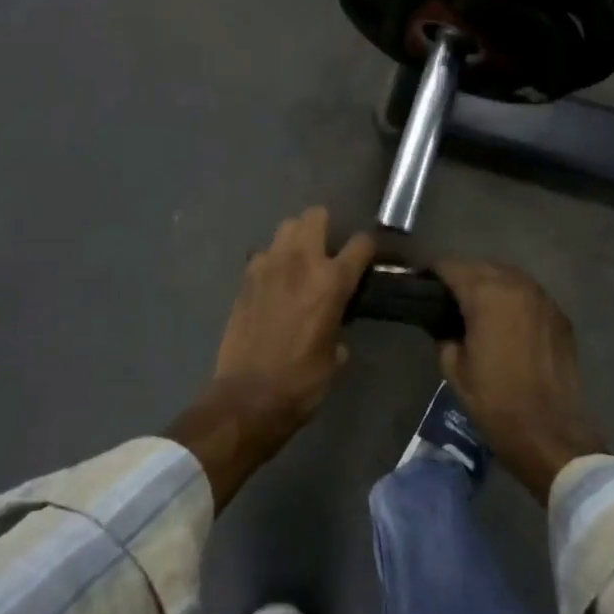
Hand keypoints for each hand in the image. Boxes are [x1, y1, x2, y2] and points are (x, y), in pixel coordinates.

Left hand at [167, 208, 374, 507]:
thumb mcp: (335, 357)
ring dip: (297, 238)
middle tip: (329, 251)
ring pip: (286, 227)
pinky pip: (263, 254)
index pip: (361, 243)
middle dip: (326, 227)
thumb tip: (336, 327)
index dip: (368, 248)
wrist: (248, 397)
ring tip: (300, 262)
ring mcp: (267, 266)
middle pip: (316, 216)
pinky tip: (274, 282)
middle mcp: (300, 262)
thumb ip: (339, 327)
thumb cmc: (301, 382)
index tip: (368, 258)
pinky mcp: (245, 278)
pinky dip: (272, 261)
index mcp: (331, 281)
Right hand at [434, 261, 606, 502]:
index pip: (450, 266)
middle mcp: (517, 285)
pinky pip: (528, 295)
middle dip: (461, 276)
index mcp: (486, 294)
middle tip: (445, 299)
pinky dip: (512, 300)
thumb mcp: (454, 368)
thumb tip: (445, 323)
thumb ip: (444, 334)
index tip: (420, 286)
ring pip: (507, 276)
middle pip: (481, 266)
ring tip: (474, 307)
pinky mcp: (559, 315)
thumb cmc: (495, 401)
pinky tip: (504, 321)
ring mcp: (543, 298)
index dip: (431, 273)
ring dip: (488, 284)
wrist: (550, 432)